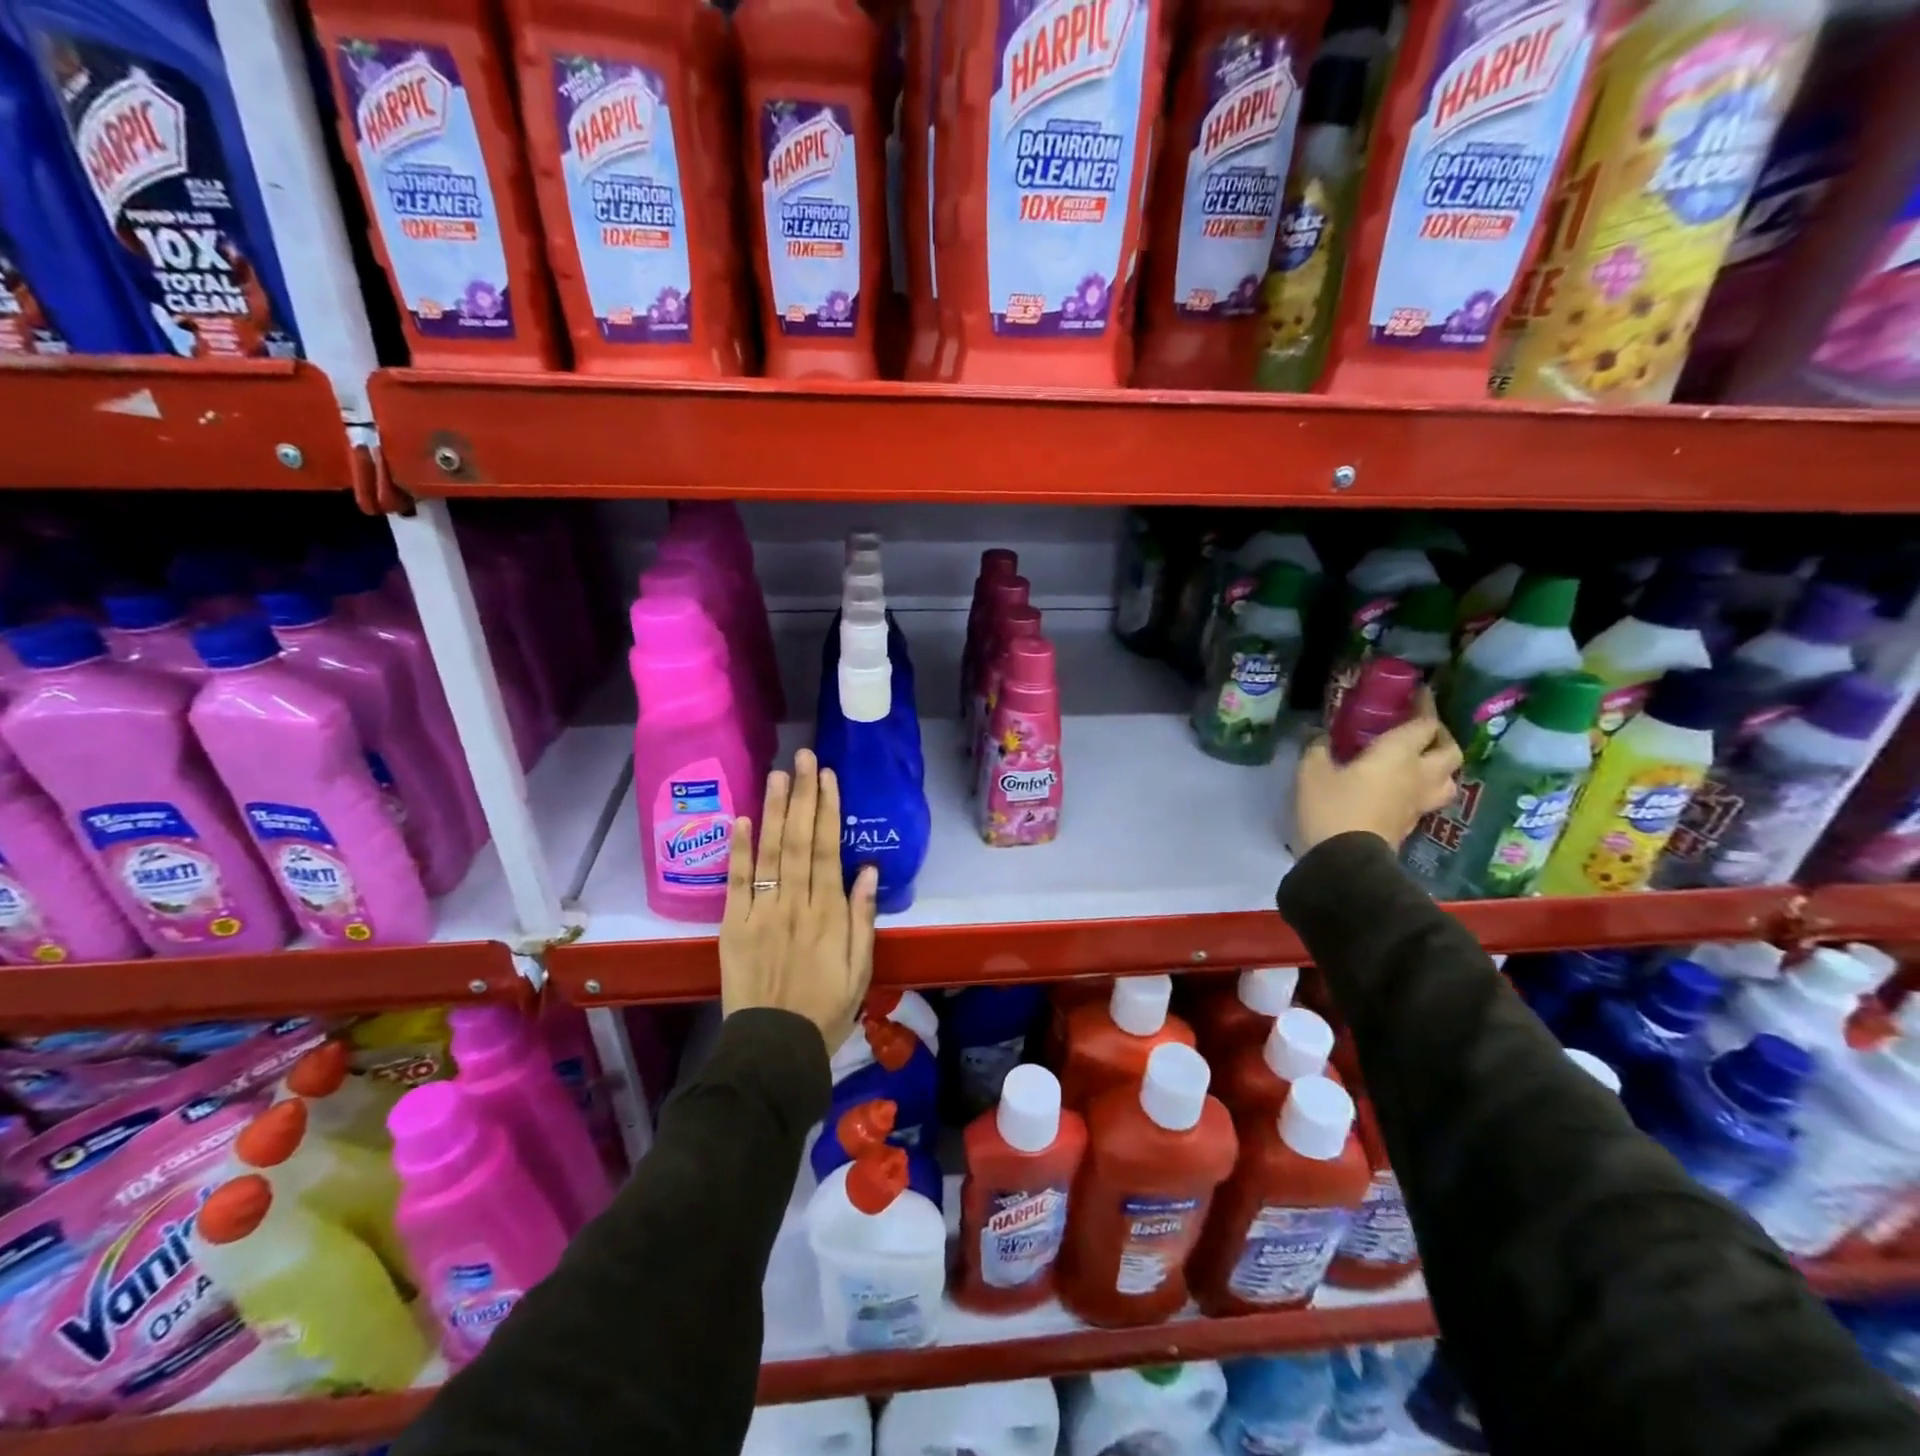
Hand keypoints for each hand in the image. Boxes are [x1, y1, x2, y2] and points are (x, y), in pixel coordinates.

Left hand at [720, 748, 879, 1054]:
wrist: (774, 1049)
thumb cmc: (826, 1008)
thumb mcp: (861, 969)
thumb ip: (863, 917)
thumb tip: (868, 869)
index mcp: (829, 914)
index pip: (828, 850)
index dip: (828, 811)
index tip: (828, 777)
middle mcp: (795, 904)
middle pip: (799, 841)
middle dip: (803, 796)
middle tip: (804, 757)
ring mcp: (761, 913)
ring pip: (769, 853)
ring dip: (773, 810)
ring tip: (778, 774)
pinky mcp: (733, 927)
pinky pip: (736, 883)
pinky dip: (738, 850)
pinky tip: (741, 819)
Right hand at [1295, 690, 1463, 853]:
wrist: (1346, 861)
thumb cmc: (1331, 807)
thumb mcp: (1312, 771)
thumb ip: (1318, 747)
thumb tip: (1318, 733)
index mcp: (1398, 754)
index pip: (1424, 723)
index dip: (1424, 706)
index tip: (1417, 693)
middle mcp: (1419, 775)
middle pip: (1449, 750)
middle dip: (1440, 736)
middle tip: (1422, 730)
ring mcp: (1419, 802)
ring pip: (1448, 778)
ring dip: (1442, 766)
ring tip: (1422, 761)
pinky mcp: (1412, 823)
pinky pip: (1430, 798)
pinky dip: (1424, 787)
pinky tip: (1405, 787)